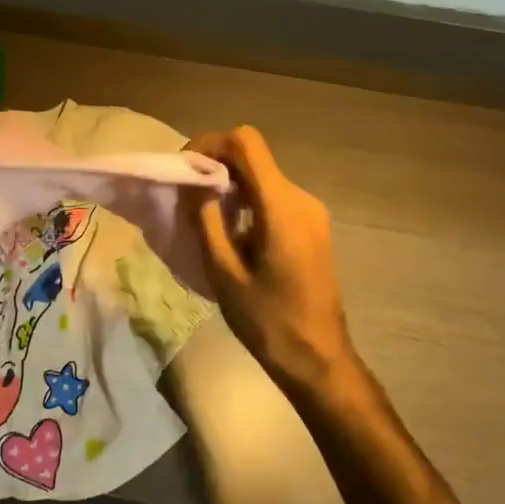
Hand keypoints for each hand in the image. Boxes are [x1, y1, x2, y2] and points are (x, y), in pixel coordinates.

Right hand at [186, 127, 354, 393]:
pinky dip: (248, 200)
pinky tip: (231, 231)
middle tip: (186, 194)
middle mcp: (301, 198)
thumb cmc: (268, 321)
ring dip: (231, 184)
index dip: (211, 144)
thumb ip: (206, 219)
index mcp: (281, 206)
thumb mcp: (223, 272)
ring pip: (263, 176)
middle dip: (216, 165)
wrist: (319, 360)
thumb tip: (193, 182)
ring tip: (203, 214)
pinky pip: (274, 196)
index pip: (246, 143)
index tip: (185, 167)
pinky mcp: (313, 226)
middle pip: (254, 157)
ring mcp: (311, 211)